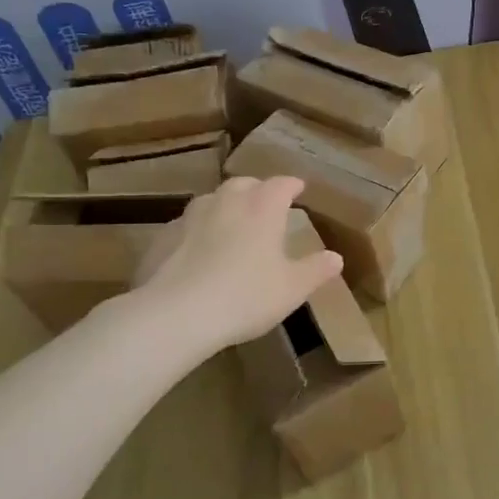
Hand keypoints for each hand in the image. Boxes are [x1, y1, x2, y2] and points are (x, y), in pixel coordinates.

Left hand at [121, 177, 342, 358]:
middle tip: (266, 204)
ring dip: (225, 207)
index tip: (299, 189)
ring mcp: (190, 217)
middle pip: (244, 184)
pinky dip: (197, 232)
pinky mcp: (162, 238)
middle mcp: (226, 202)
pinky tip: (198, 252)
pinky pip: (186, 226)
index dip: (292, 185)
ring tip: (231, 224)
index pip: (281, 184)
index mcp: (262, 207)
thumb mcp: (292, 289)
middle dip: (257, 190)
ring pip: (212, 201)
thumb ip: (315, 270)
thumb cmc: (246, 296)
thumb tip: (335, 258)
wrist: (176, 314)